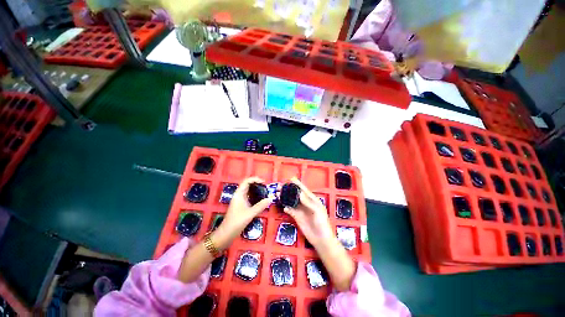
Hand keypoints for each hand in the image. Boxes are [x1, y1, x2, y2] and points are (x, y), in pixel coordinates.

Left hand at [214, 177, 271, 248]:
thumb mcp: (250, 213)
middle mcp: (239, 195)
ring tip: (265, 192)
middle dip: (257, 184)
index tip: (264, 182)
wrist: (226, 234)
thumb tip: (270, 199)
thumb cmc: (237, 222)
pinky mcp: (241, 206)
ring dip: (256, 190)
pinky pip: (249, 197)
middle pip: (248, 185)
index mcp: (239, 194)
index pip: (246, 181)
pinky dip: (255, 196)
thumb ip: (260, 206)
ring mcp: (239, 201)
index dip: (255, 179)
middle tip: (266, 187)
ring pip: (248, 191)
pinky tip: (260, 200)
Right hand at [283, 177, 334, 247]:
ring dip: (285, 198)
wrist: (321, 239)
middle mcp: (305, 203)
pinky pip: (290, 210)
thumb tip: (299, 193)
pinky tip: (283, 207)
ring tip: (278, 194)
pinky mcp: (297, 217)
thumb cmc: (322, 223)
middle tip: (280, 186)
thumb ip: (308, 202)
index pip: (304, 190)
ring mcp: (301, 210)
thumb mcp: (317, 211)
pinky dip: (286, 208)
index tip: (291, 178)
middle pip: (296, 194)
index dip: (297, 184)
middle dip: (288, 190)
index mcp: (312, 200)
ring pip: (291, 201)